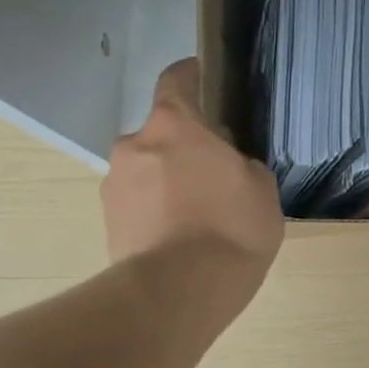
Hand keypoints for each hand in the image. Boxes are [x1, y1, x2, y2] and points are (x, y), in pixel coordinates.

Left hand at [100, 60, 284, 276]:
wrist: (178, 292)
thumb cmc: (230, 226)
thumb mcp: (261, 188)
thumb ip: (241, 164)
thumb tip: (226, 165)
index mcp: (174, 125)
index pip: (176, 81)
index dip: (190, 75)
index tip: (200, 74)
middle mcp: (135, 146)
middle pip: (160, 133)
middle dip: (183, 145)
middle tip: (213, 170)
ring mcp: (115, 186)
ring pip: (146, 170)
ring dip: (166, 180)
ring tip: (197, 213)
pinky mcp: (107, 224)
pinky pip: (138, 203)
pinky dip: (156, 210)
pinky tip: (181, 236)